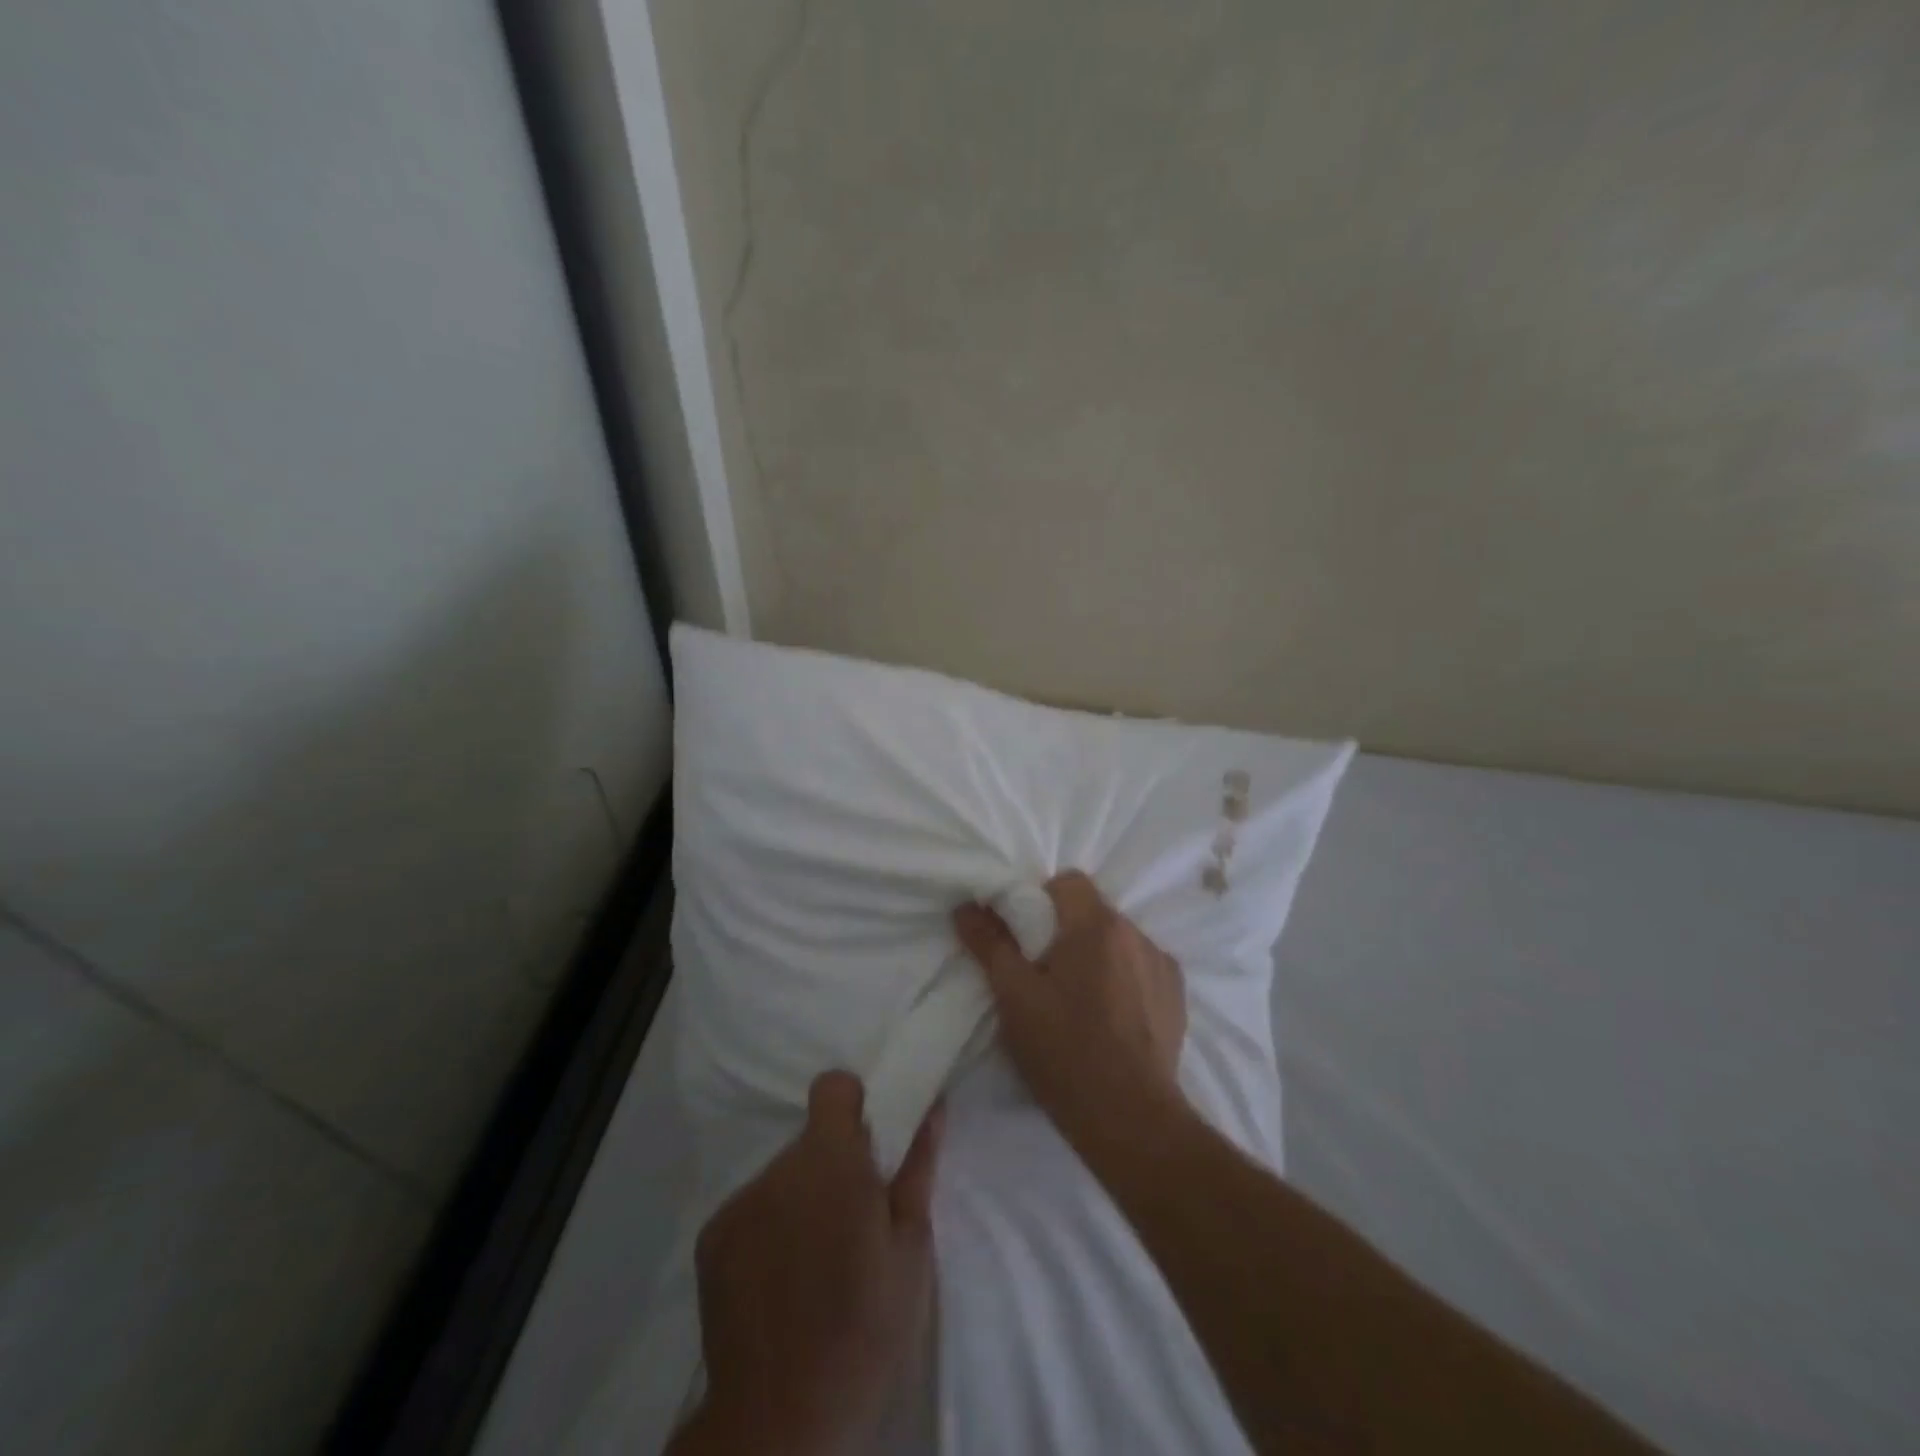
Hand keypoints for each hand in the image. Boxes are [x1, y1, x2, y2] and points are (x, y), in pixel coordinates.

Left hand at [670, 1072, 942, 1455]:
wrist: (782, 1422)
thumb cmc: (866, 1331)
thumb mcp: (911, 1250)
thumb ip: (917, 1167)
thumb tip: (932, 1107)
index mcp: (831, 1161)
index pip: (832, 1088)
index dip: (853, 1104)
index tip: (869, 1145)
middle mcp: (779, 1168)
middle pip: (810, 1141)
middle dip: (833, 1167)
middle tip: (853, 1224)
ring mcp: (740, 1203)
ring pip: (783, 1178)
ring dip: (802, 1200)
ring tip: (817, 1263)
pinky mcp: (712, 1238)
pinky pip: (752, 1210)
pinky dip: (769, 1229)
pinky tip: (781, 1284)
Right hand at [953, 870, 1187, 1151]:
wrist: (1132, 1120)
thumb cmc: (1065, 1053)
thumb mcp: (1015, 997)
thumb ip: (990, 943)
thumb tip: (966, 906)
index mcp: (1097, 925)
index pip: (1068, 882)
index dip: (1041, 901)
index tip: (1026, 939)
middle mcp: (1136, 933)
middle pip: (1092, 911)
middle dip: (1066, 932)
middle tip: (1044, 974)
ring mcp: (1162, 964)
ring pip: (1117, 940)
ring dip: (1096, 955)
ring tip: (1079, 1001)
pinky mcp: (1177, 995)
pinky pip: (1141, 967)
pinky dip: (1123, 978)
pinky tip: (1110, 1017)